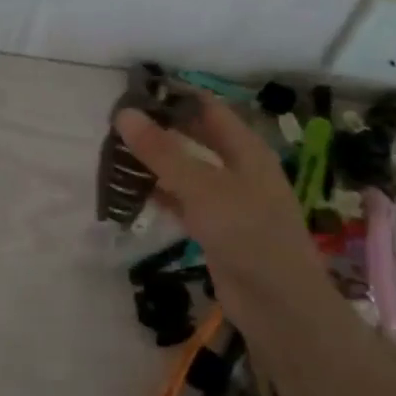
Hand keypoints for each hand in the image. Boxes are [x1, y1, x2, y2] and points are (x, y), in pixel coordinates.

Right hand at [115, 98, 324, 310]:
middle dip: (161, 130)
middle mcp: (239, 169)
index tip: (134, 92)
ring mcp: (229, 201)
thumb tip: (124, 113)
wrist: (278, 304)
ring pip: (187, 171)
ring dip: (157, 163)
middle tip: (118, 124)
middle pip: (197, 138)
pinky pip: (184, 202)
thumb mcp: (202, 187)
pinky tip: (134, 193)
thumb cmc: (247, 233)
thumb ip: (162, 151)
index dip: (174, 97)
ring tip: (117, 155)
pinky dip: (161, 195)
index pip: (207, 108)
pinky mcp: (216, 229)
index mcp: (246, 149)